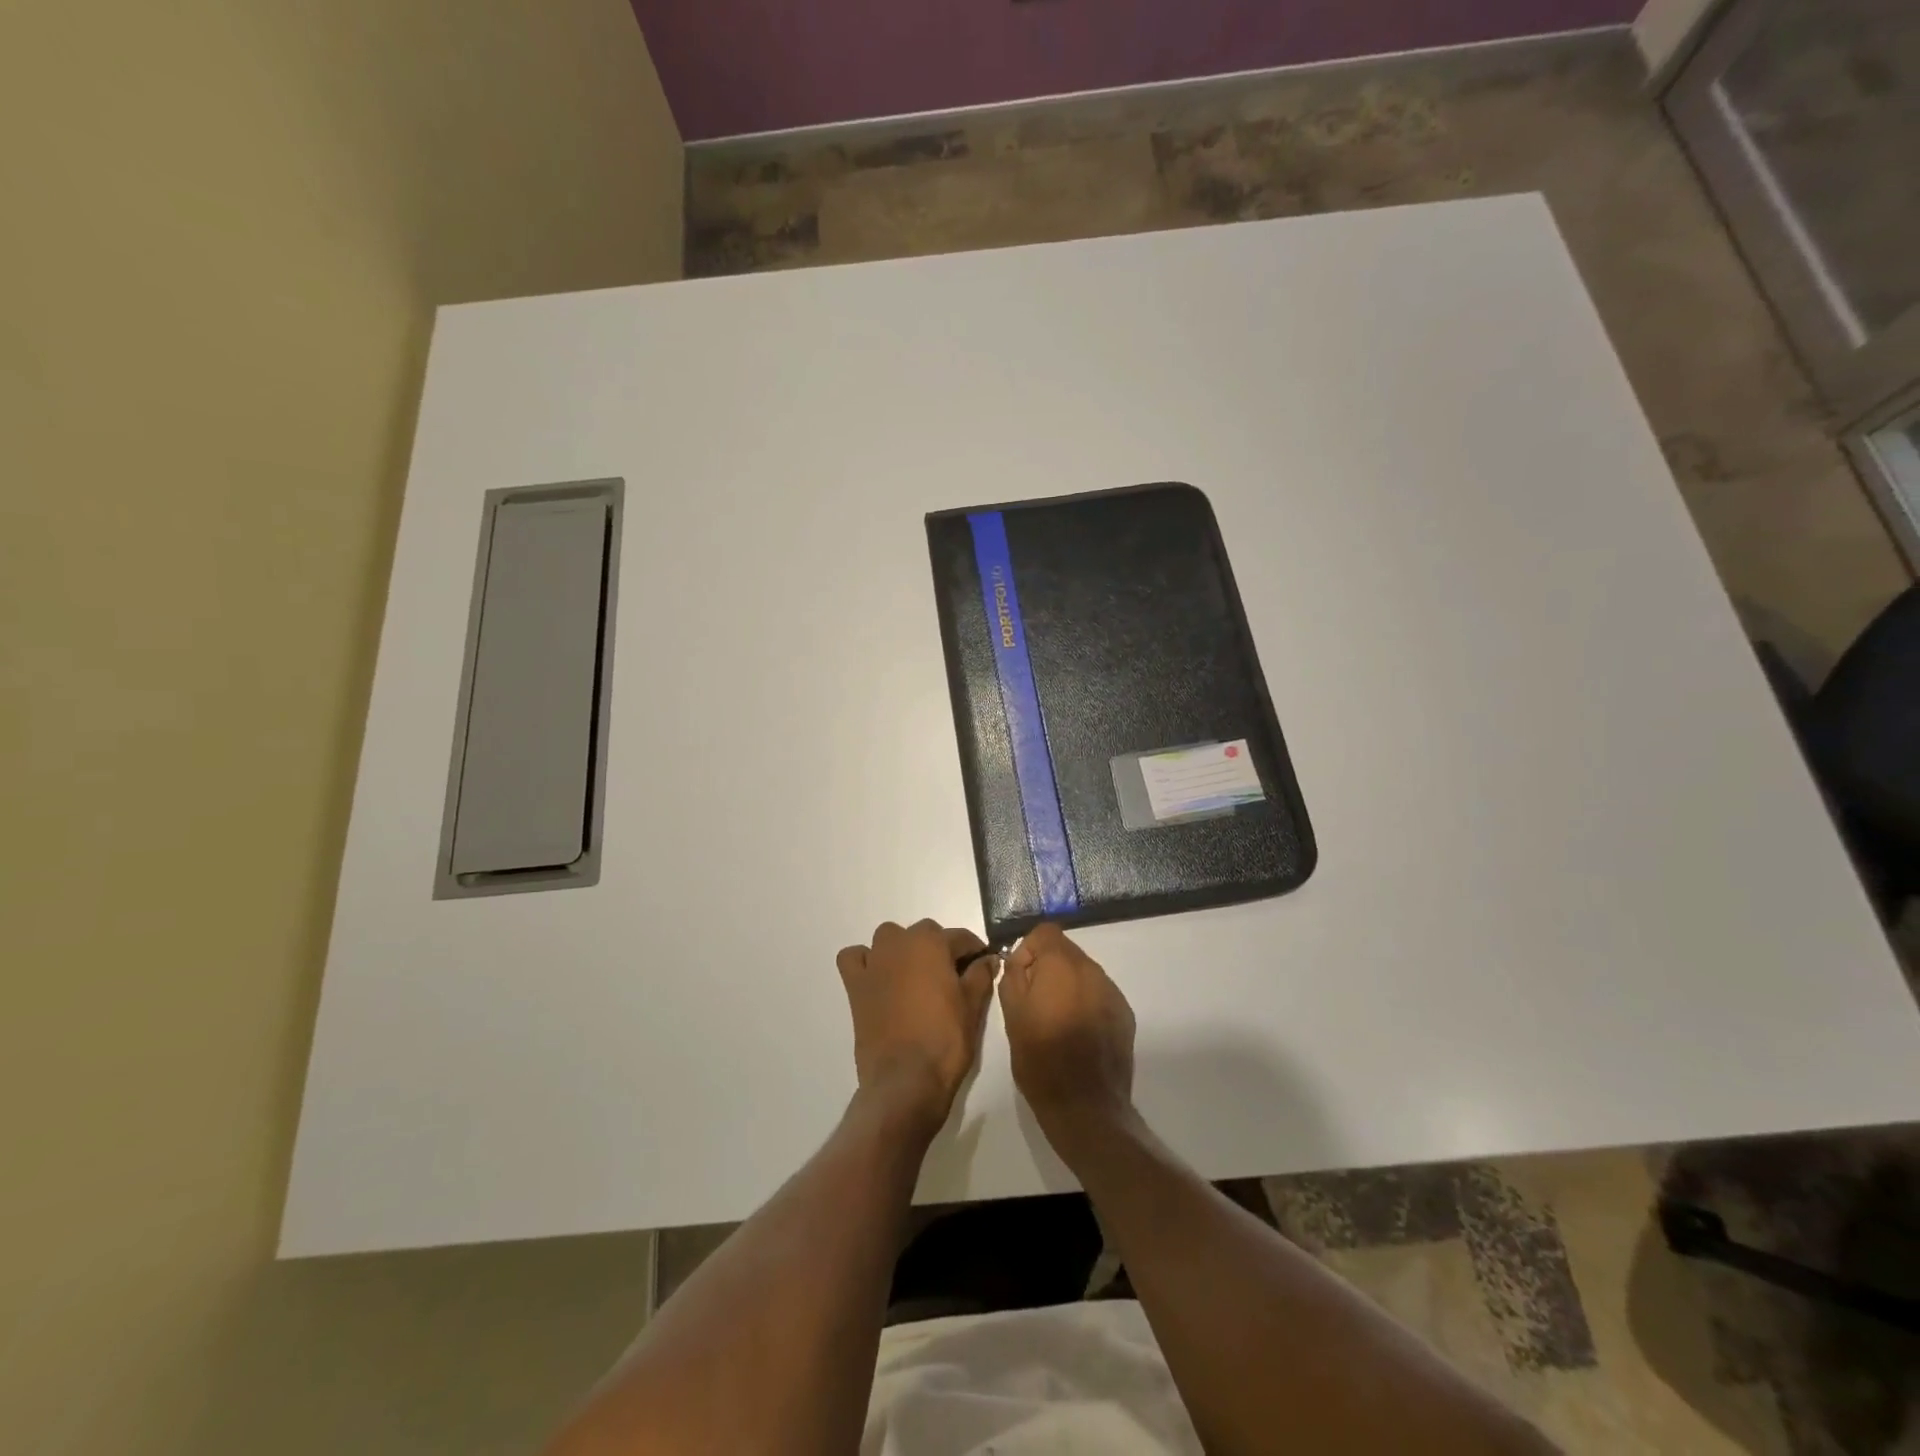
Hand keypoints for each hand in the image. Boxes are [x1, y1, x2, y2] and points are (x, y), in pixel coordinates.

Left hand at [837, 920, 995, 1135]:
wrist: (906, 1080)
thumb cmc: (945, 1040)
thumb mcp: (973, 1007)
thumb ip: (981, 975)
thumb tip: (988, 959)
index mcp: (931, 943)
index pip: (960, 937)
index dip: (974, 951)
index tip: (983, 965)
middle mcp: (899, 943)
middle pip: (924, 934)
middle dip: (939, 949)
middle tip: (952, 978)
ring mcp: (874, 962)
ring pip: (889, 939)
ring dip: (903, 949)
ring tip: (915, 977)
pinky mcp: (854, 984)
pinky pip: (854, 958)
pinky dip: (865, 961)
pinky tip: (877, 977)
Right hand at [998, 924, 1136, 1156]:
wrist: (1085, 1106)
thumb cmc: (1040, 1059)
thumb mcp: (1012, 1016)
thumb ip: (1012, 977)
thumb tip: (1018, 960)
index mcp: (1062, 966)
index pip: (1045, 932)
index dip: (1028, 950)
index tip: (1020, 979)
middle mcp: (1092, 971)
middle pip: (1066, 951)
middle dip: (1047, 968)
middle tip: (1034, 1003)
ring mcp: (1112, 993)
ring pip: (1083, 973)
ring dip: (1067, 986)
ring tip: (1055, 1021)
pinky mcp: (1125, 1015)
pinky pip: (1099, 994)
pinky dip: (1085, 1003)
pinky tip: (1077, 1034)